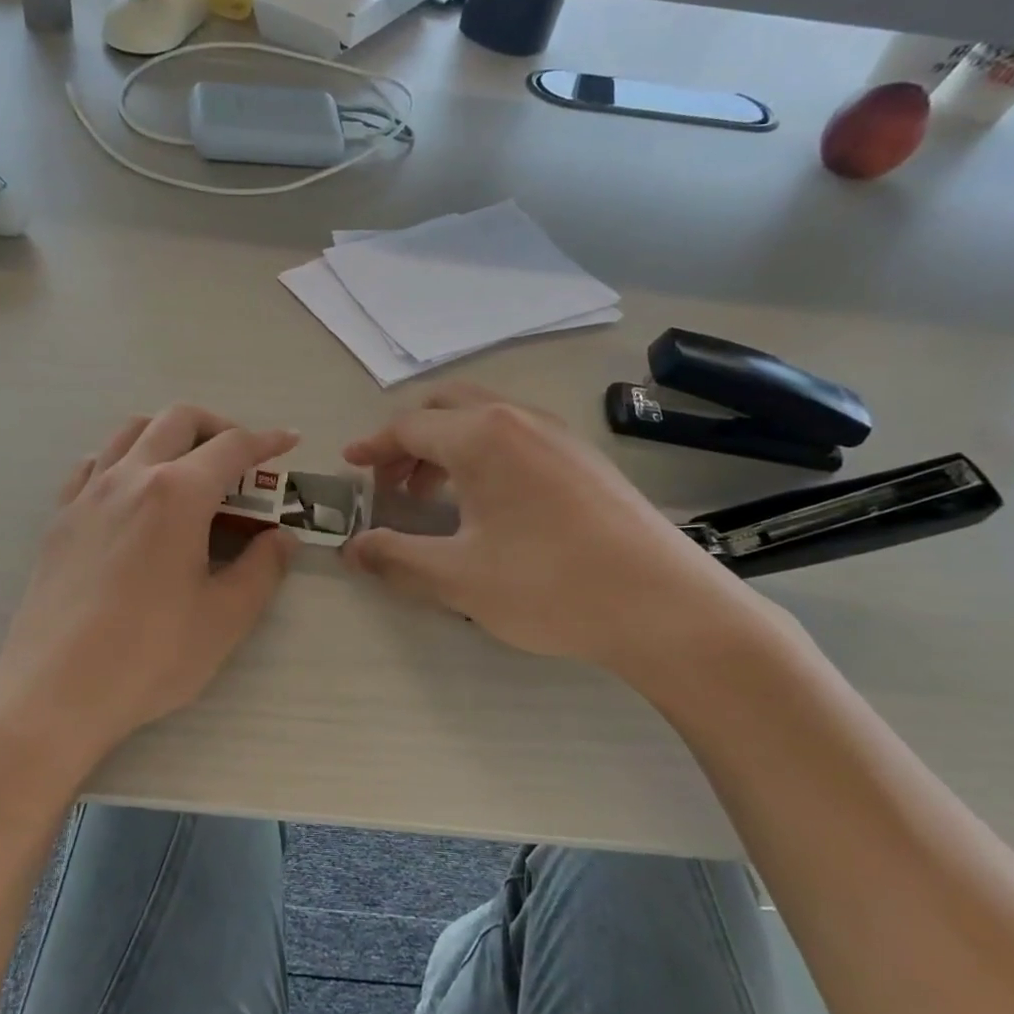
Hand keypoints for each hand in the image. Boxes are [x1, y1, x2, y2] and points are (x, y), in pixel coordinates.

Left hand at [0, 406, 298, 762]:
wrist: (54, 691)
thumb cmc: (149, 656)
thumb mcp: (224, 618)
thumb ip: (262, 569)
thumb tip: (281, 538)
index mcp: (177, 494)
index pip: (232, 447)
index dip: (267, 440)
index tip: (289, 440)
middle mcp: (130, 477)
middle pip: (177, 420)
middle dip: (217, 426)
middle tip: (241, 460)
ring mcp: (87, 494)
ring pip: (130, 431)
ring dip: (168, 433)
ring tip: (188, 468)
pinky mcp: (60, 518)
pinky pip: (92, 464)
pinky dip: (122, 458)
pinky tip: (131, 492)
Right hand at [341, 384, 762, 675]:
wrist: (665, 606)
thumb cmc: (549, 585)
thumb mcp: (457, 577)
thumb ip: (395, 557)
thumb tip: (352, 549)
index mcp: (483, 435)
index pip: (409, 426)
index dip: (373, 448)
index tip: (349, 467)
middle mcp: (520, 419)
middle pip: (446, 407)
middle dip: (409, 440)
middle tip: (390, 485)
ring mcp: (559, 435)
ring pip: (484, 419)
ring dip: (446, 447)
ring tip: (433, 498)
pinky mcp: (585, 458)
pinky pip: (516, 437)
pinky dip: (483, 455)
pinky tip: (488, 505)